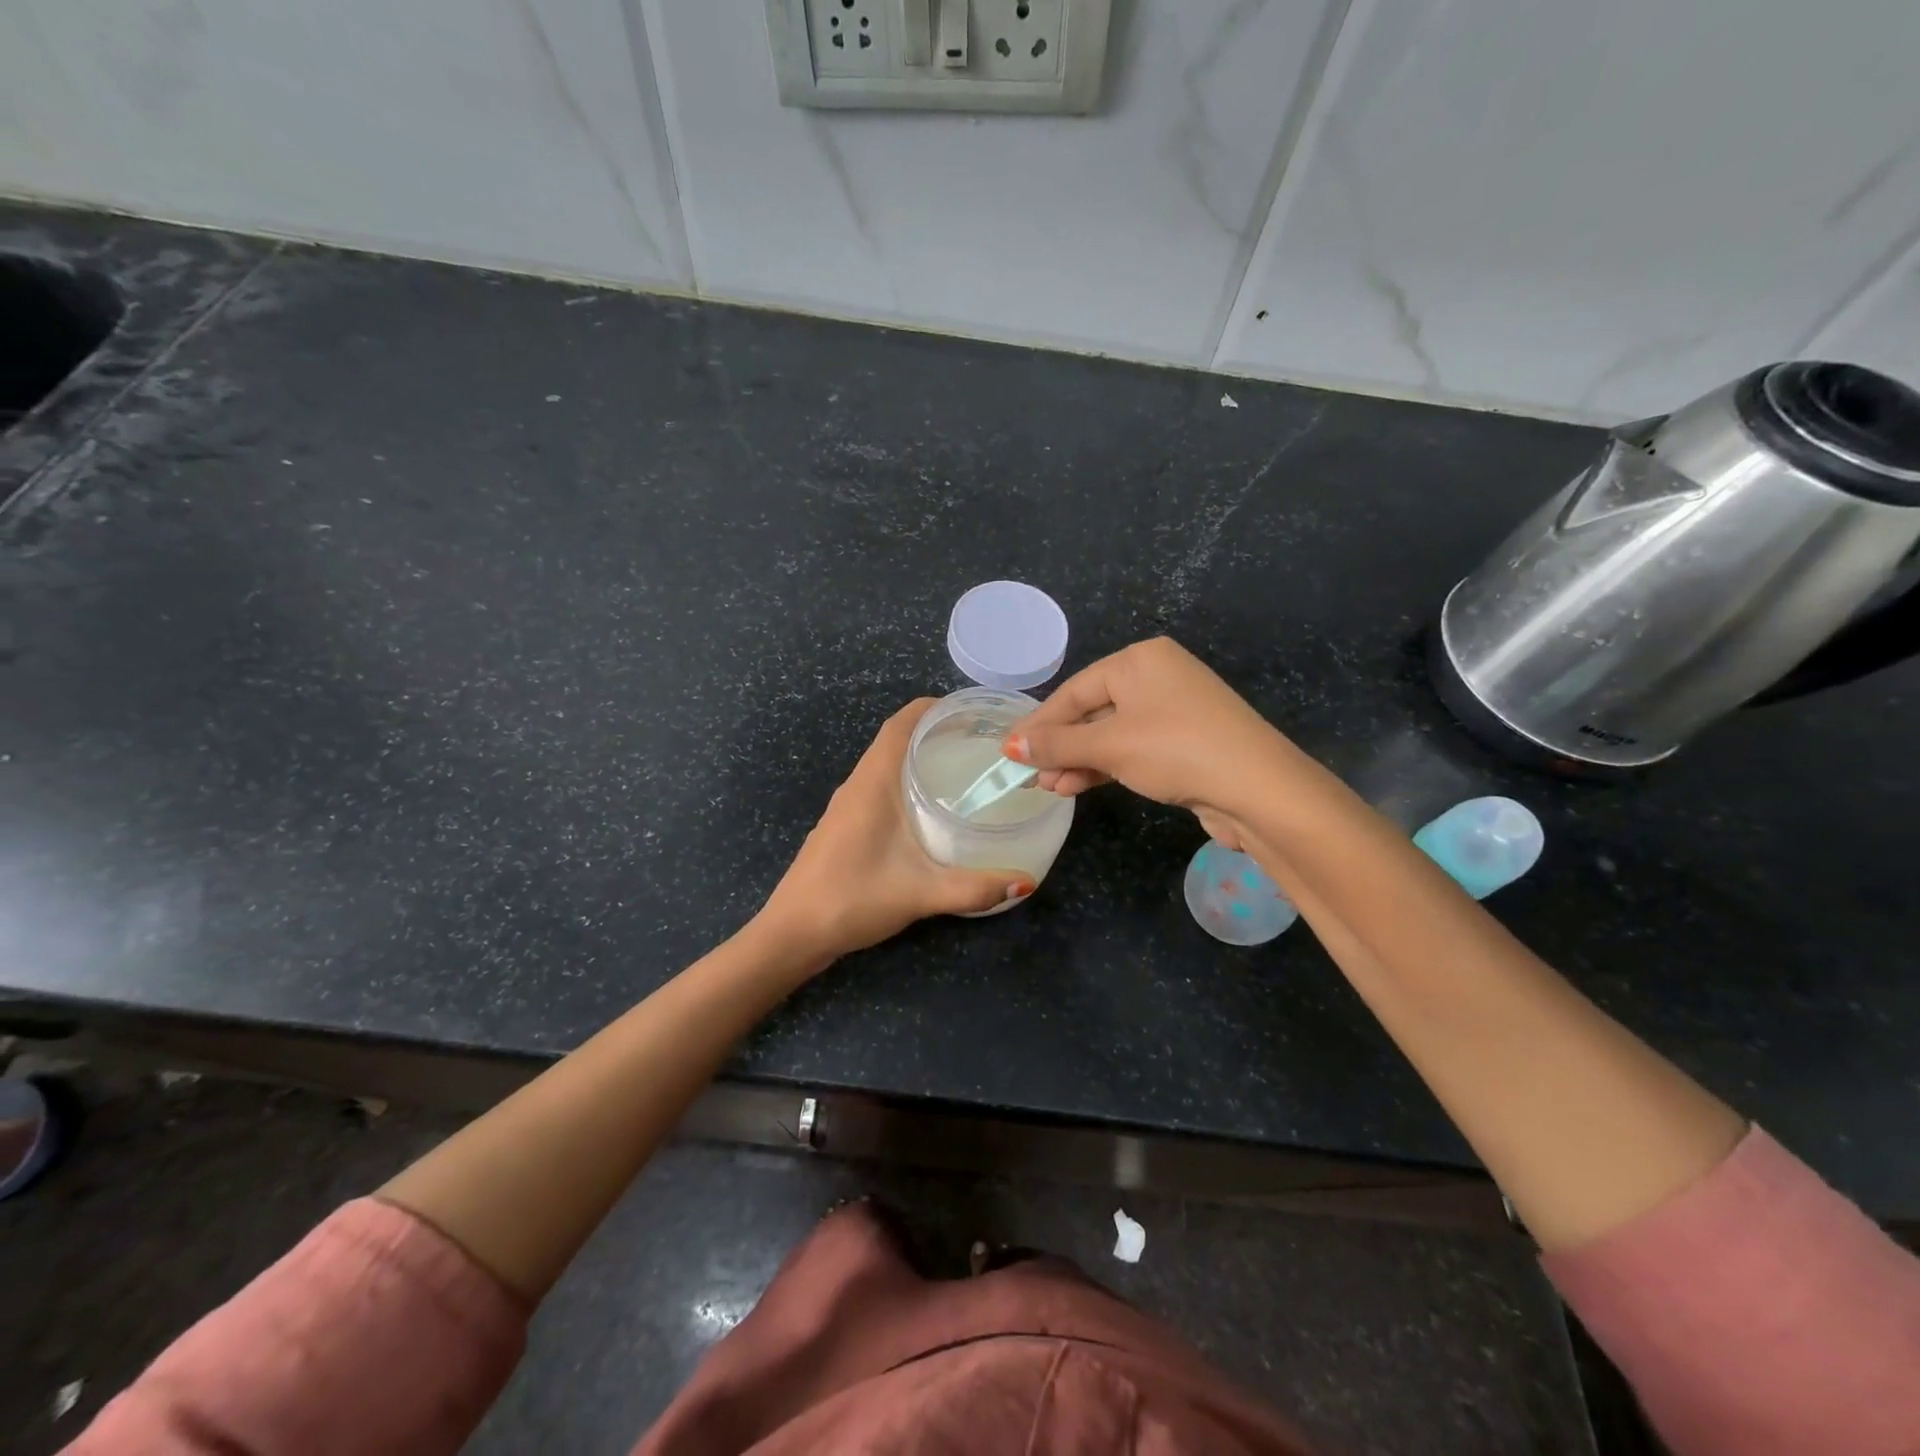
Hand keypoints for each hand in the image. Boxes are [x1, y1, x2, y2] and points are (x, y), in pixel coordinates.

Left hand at [760, 700, 1035, 960]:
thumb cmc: (852, 898)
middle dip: (936, 733)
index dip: (934, 709)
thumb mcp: (920, 893)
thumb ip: (973, 888)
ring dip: (920, 759)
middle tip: (981, 744)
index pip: (901, 724)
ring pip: (886, 766)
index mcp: (872, 782)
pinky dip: (906, 784)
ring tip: (963, 771)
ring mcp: (847, 806)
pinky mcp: (844, 826)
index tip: (972, 713)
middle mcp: (857, 785)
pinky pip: (879, 789)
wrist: (793, 932)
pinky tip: (930, 812)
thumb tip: (1025, 882)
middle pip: (897, 740)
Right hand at [1006, 638, 1283, 819]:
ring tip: (1050, 788)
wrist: (1258, 790)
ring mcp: (1174, 710)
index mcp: (1140, 660)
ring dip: (1078, 761)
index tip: (1009, 752)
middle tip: (1029, 775)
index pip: (1074, 690)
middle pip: (1091, 711)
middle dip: (1059, 746)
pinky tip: (1078, 786)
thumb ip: (1058, 744)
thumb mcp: (1110, 745)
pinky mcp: (1184, 743)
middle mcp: (1157, 677)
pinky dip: (1105, 766)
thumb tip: (1011, 746)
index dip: (1039, 724)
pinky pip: (1132, 749)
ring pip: (1110, 733)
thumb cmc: (1176, 750)